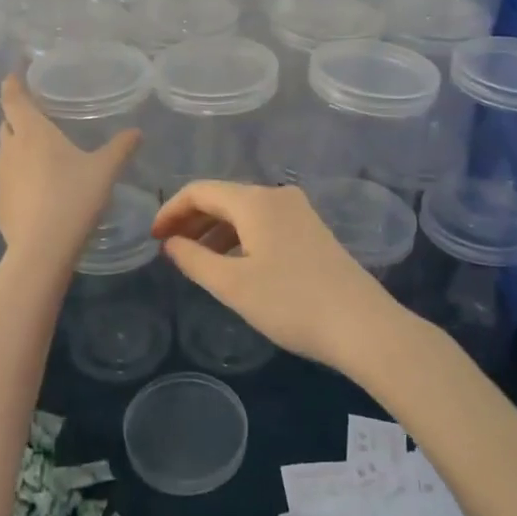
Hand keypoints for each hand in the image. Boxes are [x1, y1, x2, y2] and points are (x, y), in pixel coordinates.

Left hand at [0, 73, 140, 258]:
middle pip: (7, 123)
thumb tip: (137, 132)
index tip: (13, 74)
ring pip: (5, 152)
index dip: (11, 84)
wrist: (41, 250)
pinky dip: (18, 174)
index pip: (13, 98)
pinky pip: (7, 178)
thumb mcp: (104, 171)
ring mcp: (0, 177)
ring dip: (17, 146)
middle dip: (17, 116)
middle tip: (36, 114)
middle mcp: (10, 149)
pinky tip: (37, 188)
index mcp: (33, 132)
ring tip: (39, 151)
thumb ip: (120, 148)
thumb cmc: (73, 198)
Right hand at [151, 180, 400, 372]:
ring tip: (196, 260)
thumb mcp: (233, 285)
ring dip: (215, 230)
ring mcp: (298, 211)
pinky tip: (234, 264)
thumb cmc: (291, 303)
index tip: (153, 238)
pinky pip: (263, 222)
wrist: (363, 325)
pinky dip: (239, 237)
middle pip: (223, 197)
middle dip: (192, 219)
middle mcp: (276, 195)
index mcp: (255, 200)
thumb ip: (194, 260)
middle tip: (169, 248)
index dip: (171, 210)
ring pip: (244, 211)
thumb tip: (171, 243)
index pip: (200, 190)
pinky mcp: (311, 230)